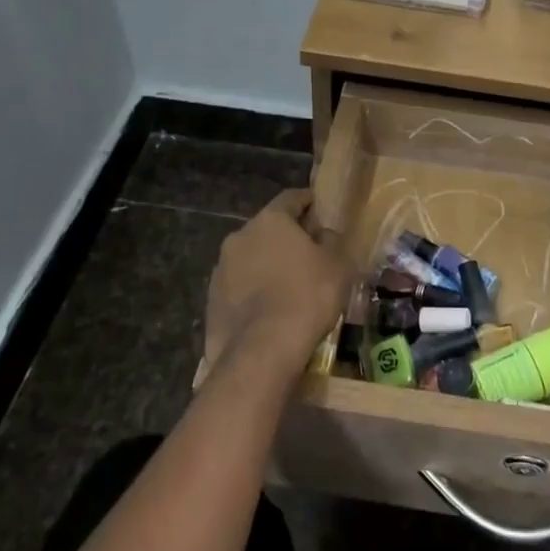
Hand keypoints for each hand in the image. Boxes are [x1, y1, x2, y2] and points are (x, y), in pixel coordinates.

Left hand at [204, 190, 353, 380]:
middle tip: (307, 251)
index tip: (319, 207)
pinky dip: (253, 292)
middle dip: (286, 237)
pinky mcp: (211, 301)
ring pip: (250, 258)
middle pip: (268, 229)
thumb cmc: (307, 297)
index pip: (291, 198)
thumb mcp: (338, 265)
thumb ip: (332, 241)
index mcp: (270, 220)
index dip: (308, 201)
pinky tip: (268, 310)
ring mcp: (221, 270)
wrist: (261, 352)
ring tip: (287, 286)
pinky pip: (238, 287)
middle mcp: (240, 237)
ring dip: (266, 265)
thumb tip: (323, 234)